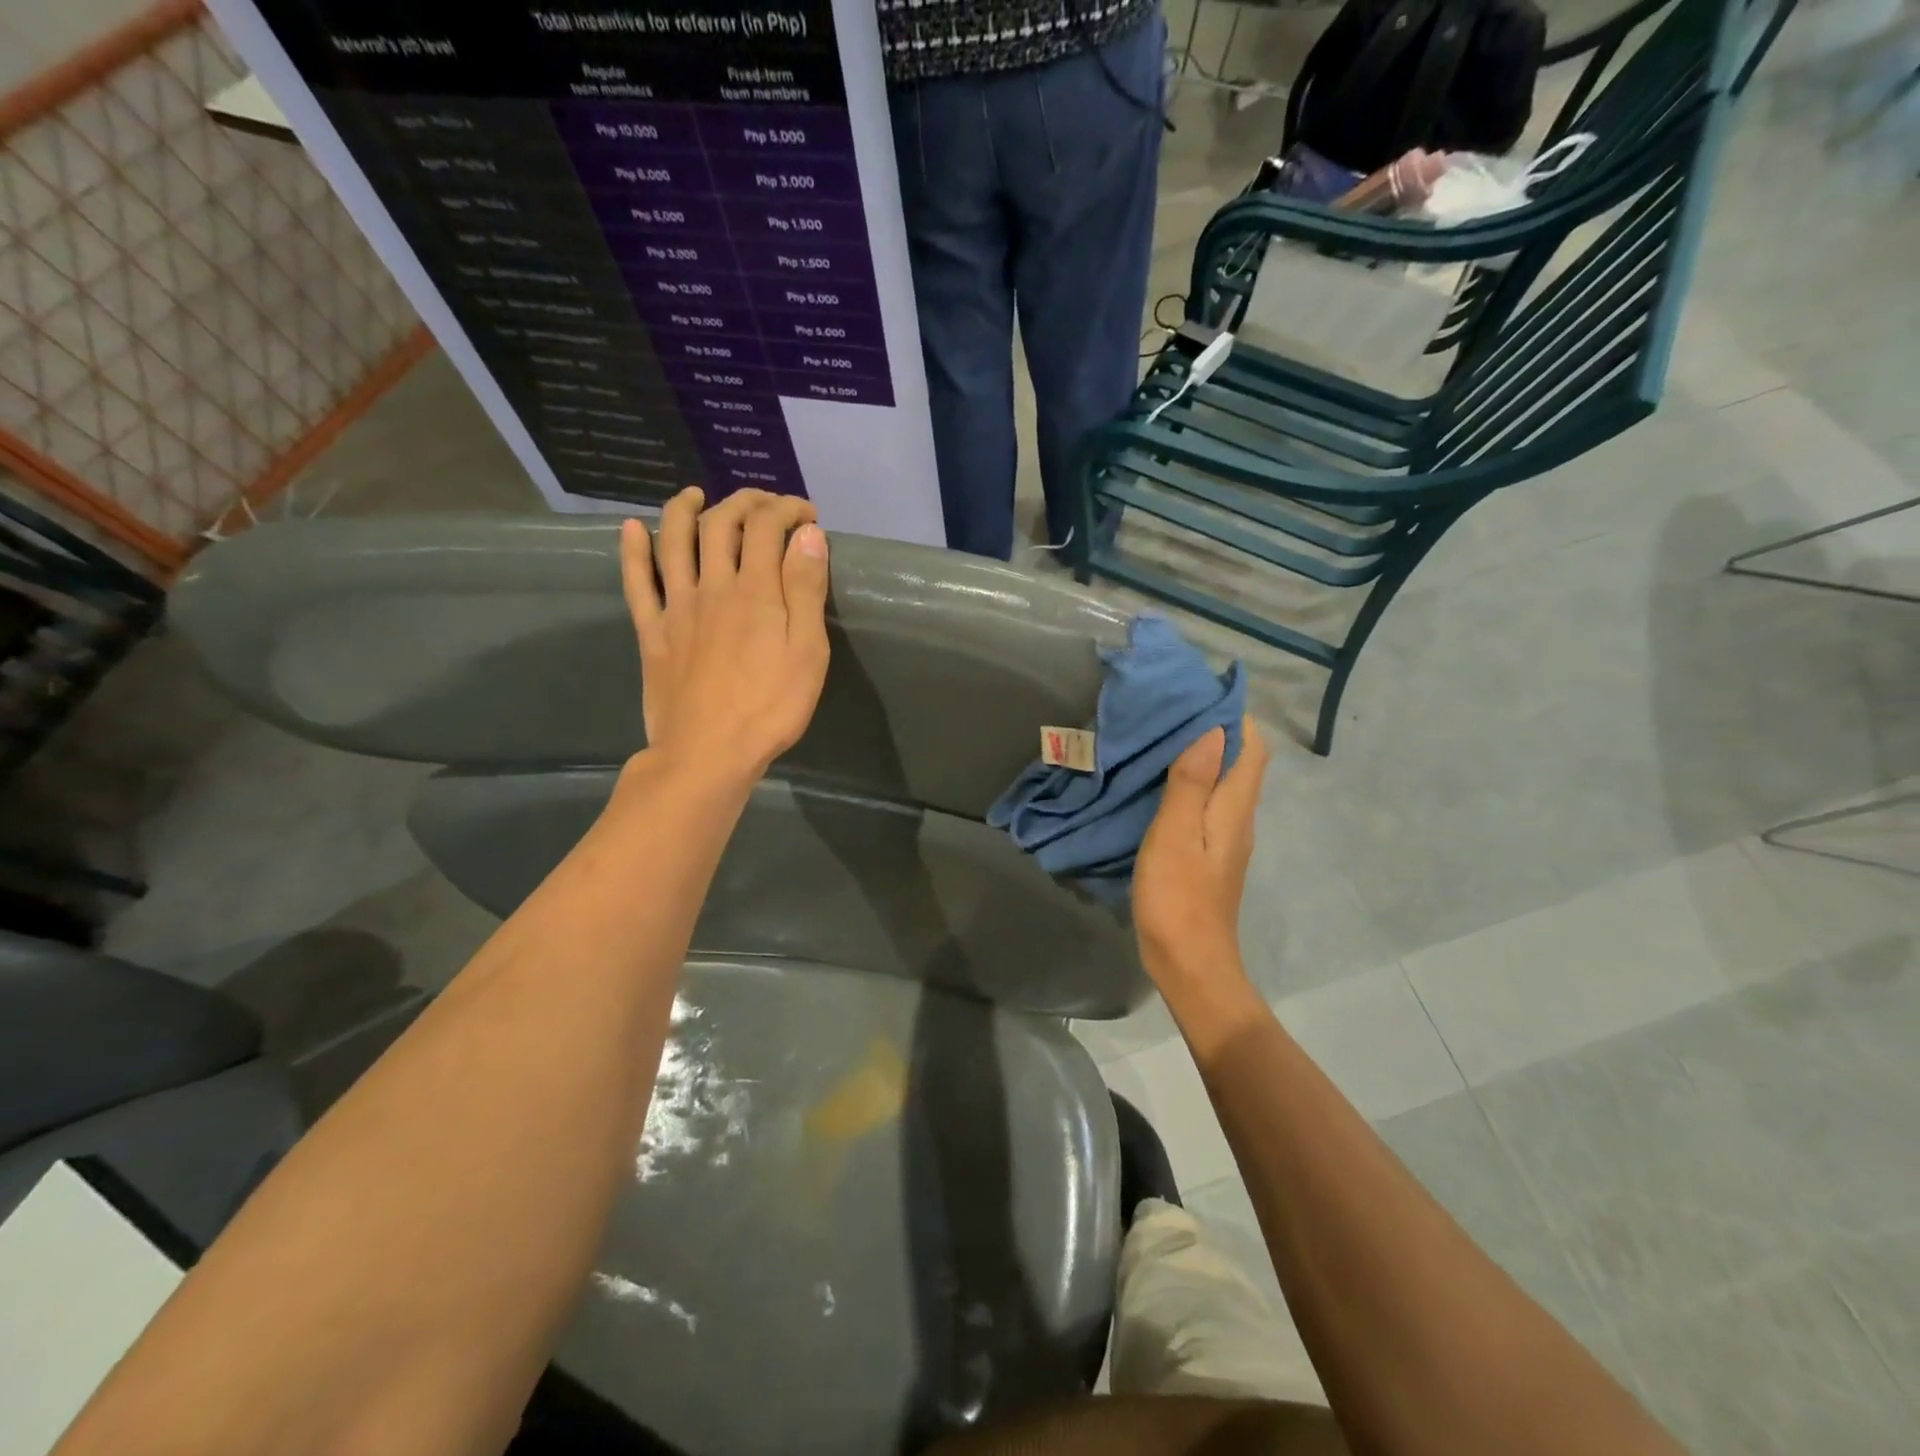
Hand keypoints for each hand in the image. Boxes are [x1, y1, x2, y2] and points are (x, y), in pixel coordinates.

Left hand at [620, 487, 830, 785]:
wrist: (708, 752)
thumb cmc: (770, 707)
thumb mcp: (808, 651)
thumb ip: (806, 589)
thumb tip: (808, 534)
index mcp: (756, 590)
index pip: (768, 527)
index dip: (788, 510)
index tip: (807, 516)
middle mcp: (712, 585)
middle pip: (721, 524)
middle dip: (745, 502)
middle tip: (765, 505)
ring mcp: (677, 607)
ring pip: (674, 540)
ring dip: (685, 509)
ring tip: (696, 494)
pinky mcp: (652, 632)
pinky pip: (637, 582)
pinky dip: (632, 550)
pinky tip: (631, 528)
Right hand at [1131, 716, 1268, 995]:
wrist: (1189, 963)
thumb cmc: (1179, 897)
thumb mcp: (1176, 835)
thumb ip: (1192, 783)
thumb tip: (1213, 730)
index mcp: (1234, 808)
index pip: (1251, 748)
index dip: (1236, 717)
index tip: (1202, 693)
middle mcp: (1238, 819)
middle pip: (1239, 763)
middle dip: (1215, 731)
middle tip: (1173, 710)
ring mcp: (1224, 840)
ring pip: (1221, 784)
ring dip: (1201, 758)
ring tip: (1162, 738)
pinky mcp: (1208, 857)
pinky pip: (1206, 805)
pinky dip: (1189, 785)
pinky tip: (1159, 785)